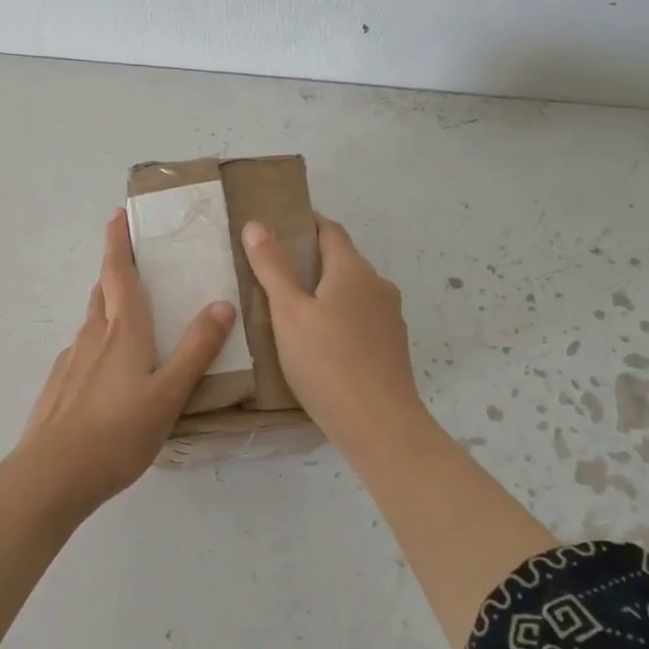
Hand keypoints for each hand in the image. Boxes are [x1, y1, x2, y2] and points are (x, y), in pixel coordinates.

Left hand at [9, 212, 237, 514]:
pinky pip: (81, 351)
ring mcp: (71, 362)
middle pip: (103, 292)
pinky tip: (105, 368)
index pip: (120, 274)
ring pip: (91, 322)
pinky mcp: (58, 387)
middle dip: (114, 270)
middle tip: (132, 259)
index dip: (118, 243)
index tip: (118, 215)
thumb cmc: (118, 432)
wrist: (53, 474)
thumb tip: (222, 303)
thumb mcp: (169, 394)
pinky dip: (96, 343)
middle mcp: (93, 338)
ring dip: (106, 305)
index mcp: (123, 332)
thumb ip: (197, 350)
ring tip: (126, 312)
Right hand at [242, 214, 431, 458]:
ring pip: (352, 293)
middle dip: (310, 261)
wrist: (378, 423)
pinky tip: (318, 344)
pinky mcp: (391, 346)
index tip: (275, 231)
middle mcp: (378, 286)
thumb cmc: (326, 362)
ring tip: (290, 312)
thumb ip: (273, 267)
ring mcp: (390, 318)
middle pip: (341, 261)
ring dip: (324, 293)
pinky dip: (338, 319)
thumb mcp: (288, 312)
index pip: (330, 230)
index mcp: (353, 270)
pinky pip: (360, 319)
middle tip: (271, 275)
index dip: (304, 225)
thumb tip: (257, 224)